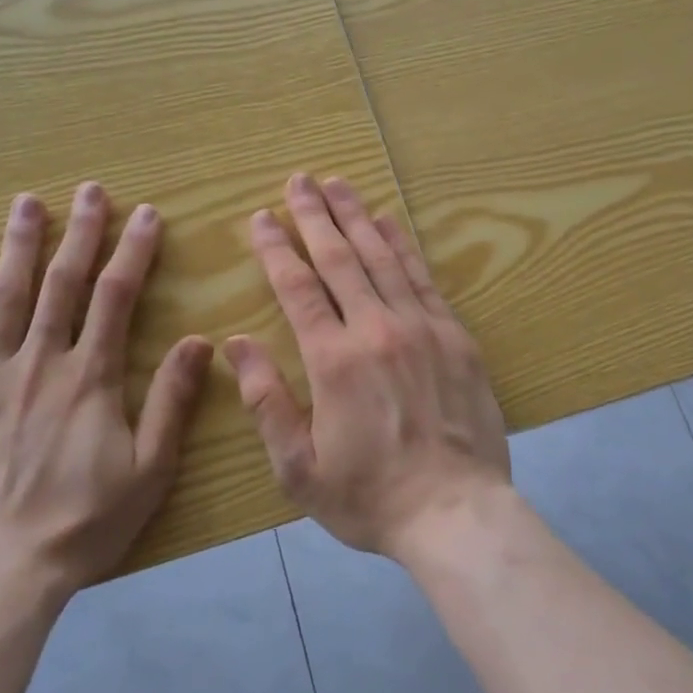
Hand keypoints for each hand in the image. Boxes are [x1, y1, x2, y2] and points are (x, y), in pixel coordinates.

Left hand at [0, 182, 213, 601]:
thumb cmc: (81, 524)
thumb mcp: (149, 470)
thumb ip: (172, 401)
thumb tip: (200, 342)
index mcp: (90, 378)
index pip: (116, 297)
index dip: (133, 251)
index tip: (145, 214)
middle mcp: (40, 363)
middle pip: (62, 284)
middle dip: (79, 232)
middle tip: (89, 190)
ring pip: (7, 297)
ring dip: (20, 246)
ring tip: (28, 203)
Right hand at [225, 174, 511, 558]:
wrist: (456, 512)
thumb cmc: (370, 496)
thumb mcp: (299, 468)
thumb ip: (266, 401)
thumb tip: (236, 344)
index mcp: (334, 360)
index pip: (298, 288)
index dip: (278, 249)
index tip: (262, 217)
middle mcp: (377, 329)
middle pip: (340, 258)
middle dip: (315, 215)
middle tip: (299, 180)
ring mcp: (421, 327)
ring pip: (382, 257)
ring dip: (357, 217)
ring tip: (337, 184)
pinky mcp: (454, 335)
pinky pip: (423, 277)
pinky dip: (403, 245)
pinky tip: (389, 221)